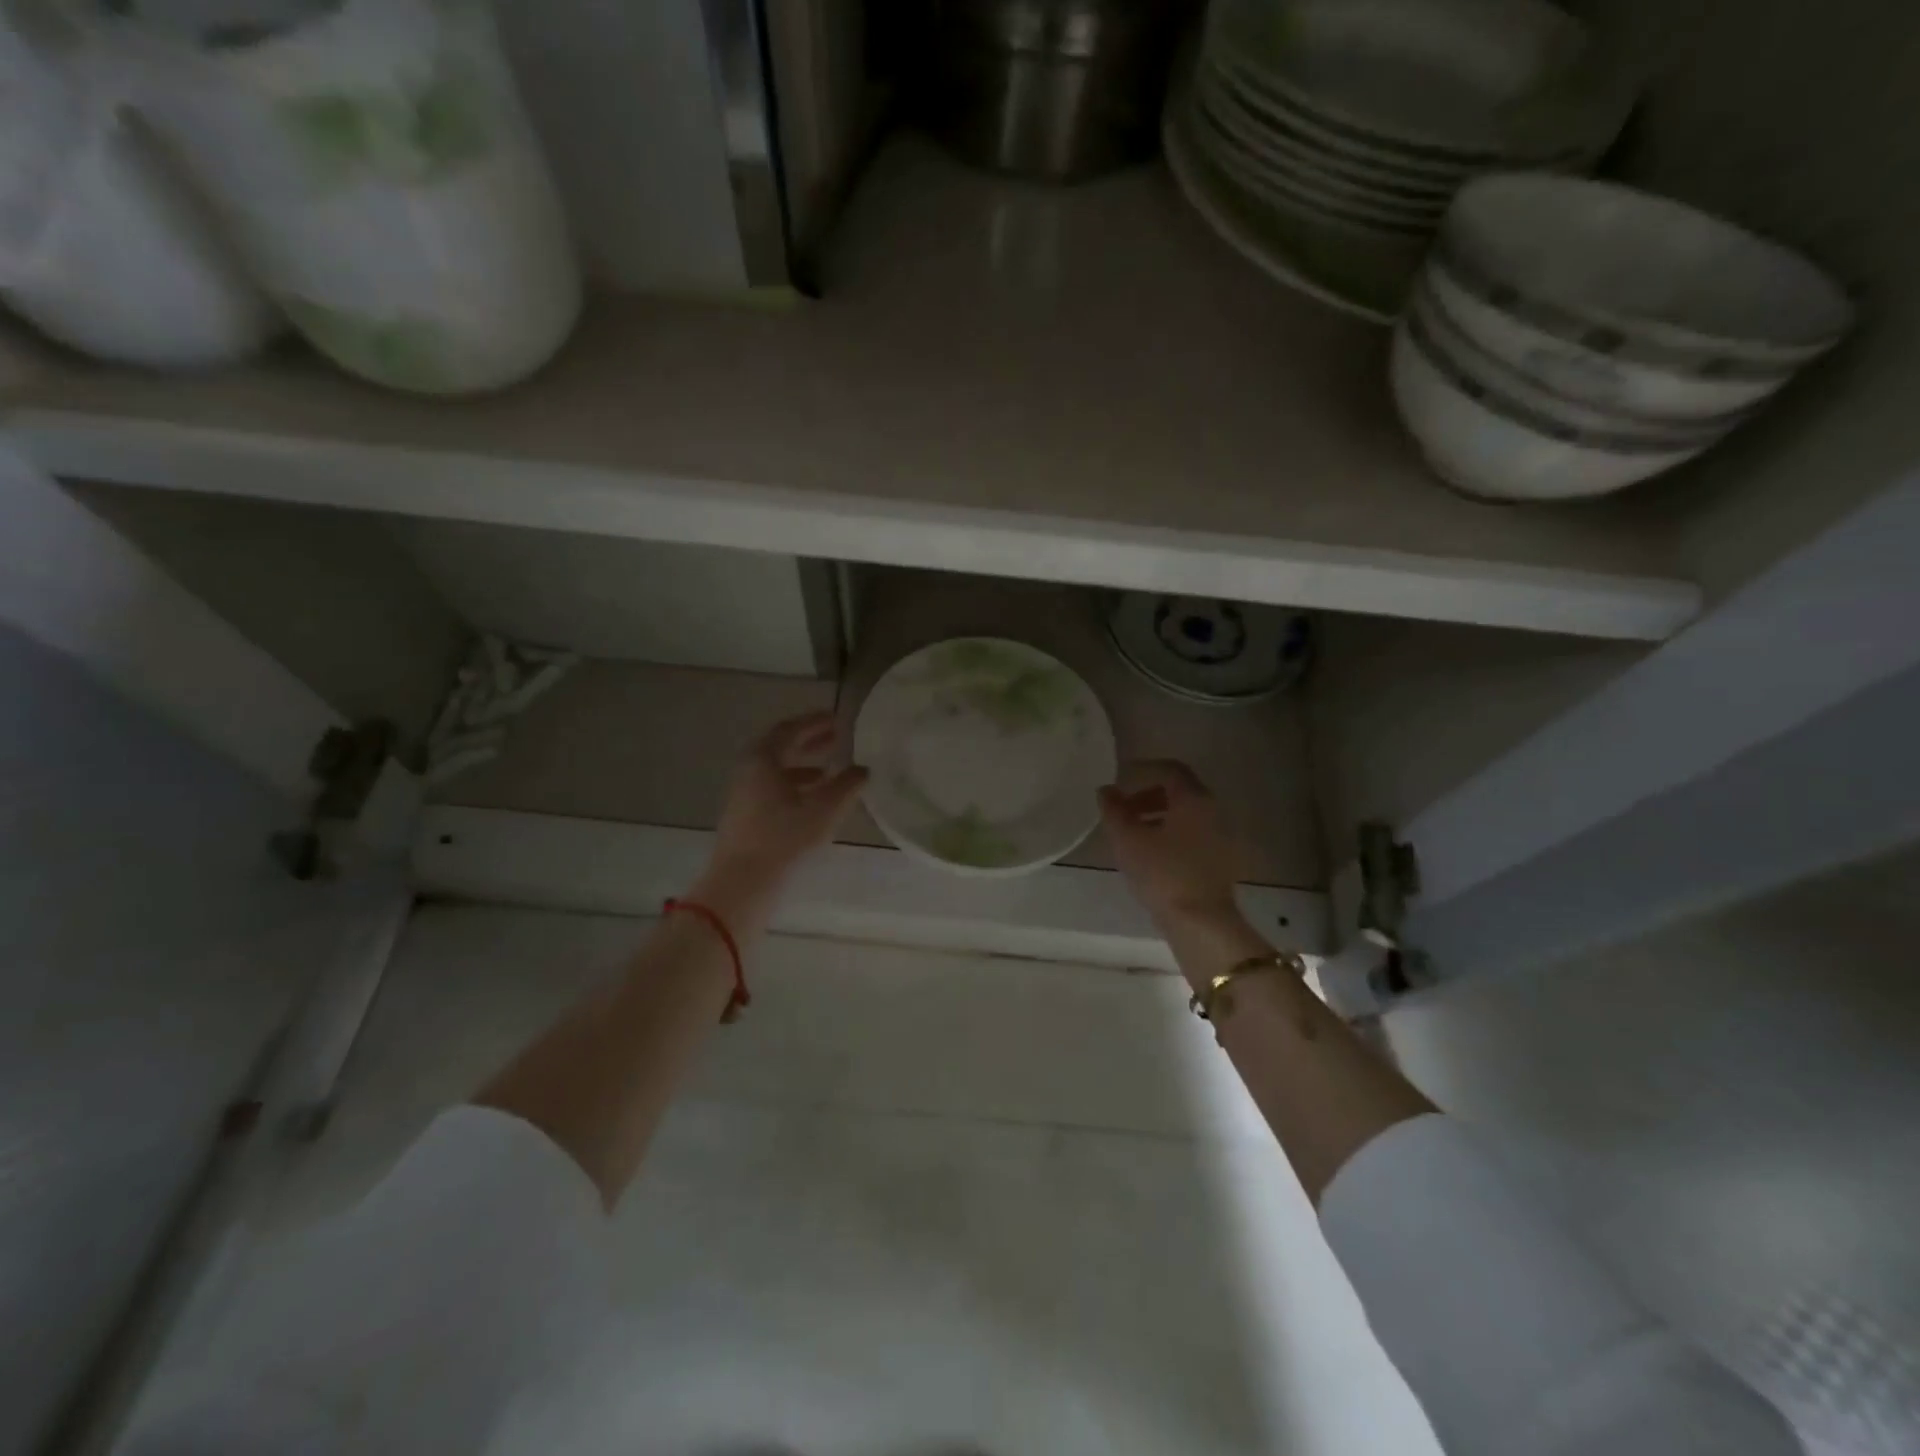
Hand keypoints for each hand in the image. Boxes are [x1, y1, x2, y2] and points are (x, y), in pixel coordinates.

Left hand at [707, 711, 868, 891]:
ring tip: (829, 771)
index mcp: (762, 759)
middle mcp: (748, 771)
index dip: (814, 722)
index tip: (836, 719)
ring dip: (803, 766)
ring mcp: (743, 795)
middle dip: (809, 742)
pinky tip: (812, 802)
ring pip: (776, 771)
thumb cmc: (784, 838)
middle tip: (835, 738)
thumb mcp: (824, 809)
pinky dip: (794, 787)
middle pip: (780, 748)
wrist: (743, 883)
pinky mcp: (744, 817)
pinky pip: (771, 790)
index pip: (789, 729)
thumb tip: (863, 770)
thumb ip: (847, 785)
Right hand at [1098, 760, 1243, 927]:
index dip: (1144, 770)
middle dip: (1148, 796)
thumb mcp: (1128, 839)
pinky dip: (1169, 835)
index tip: (1121, 780)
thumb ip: (1114, 810)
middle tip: (1122, 810)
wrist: (1200, 922)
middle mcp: (1212, 811)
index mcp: (1193, 799)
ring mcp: (1220, 838)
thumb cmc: (1162, 873)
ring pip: (1185, 816)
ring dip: (1157, 817)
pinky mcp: (1218, 861)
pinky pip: (1191, 836)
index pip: (1170, 770)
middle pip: (1179, 792)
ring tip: (1131, 835)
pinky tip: (1149, 856)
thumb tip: (1107, 791)